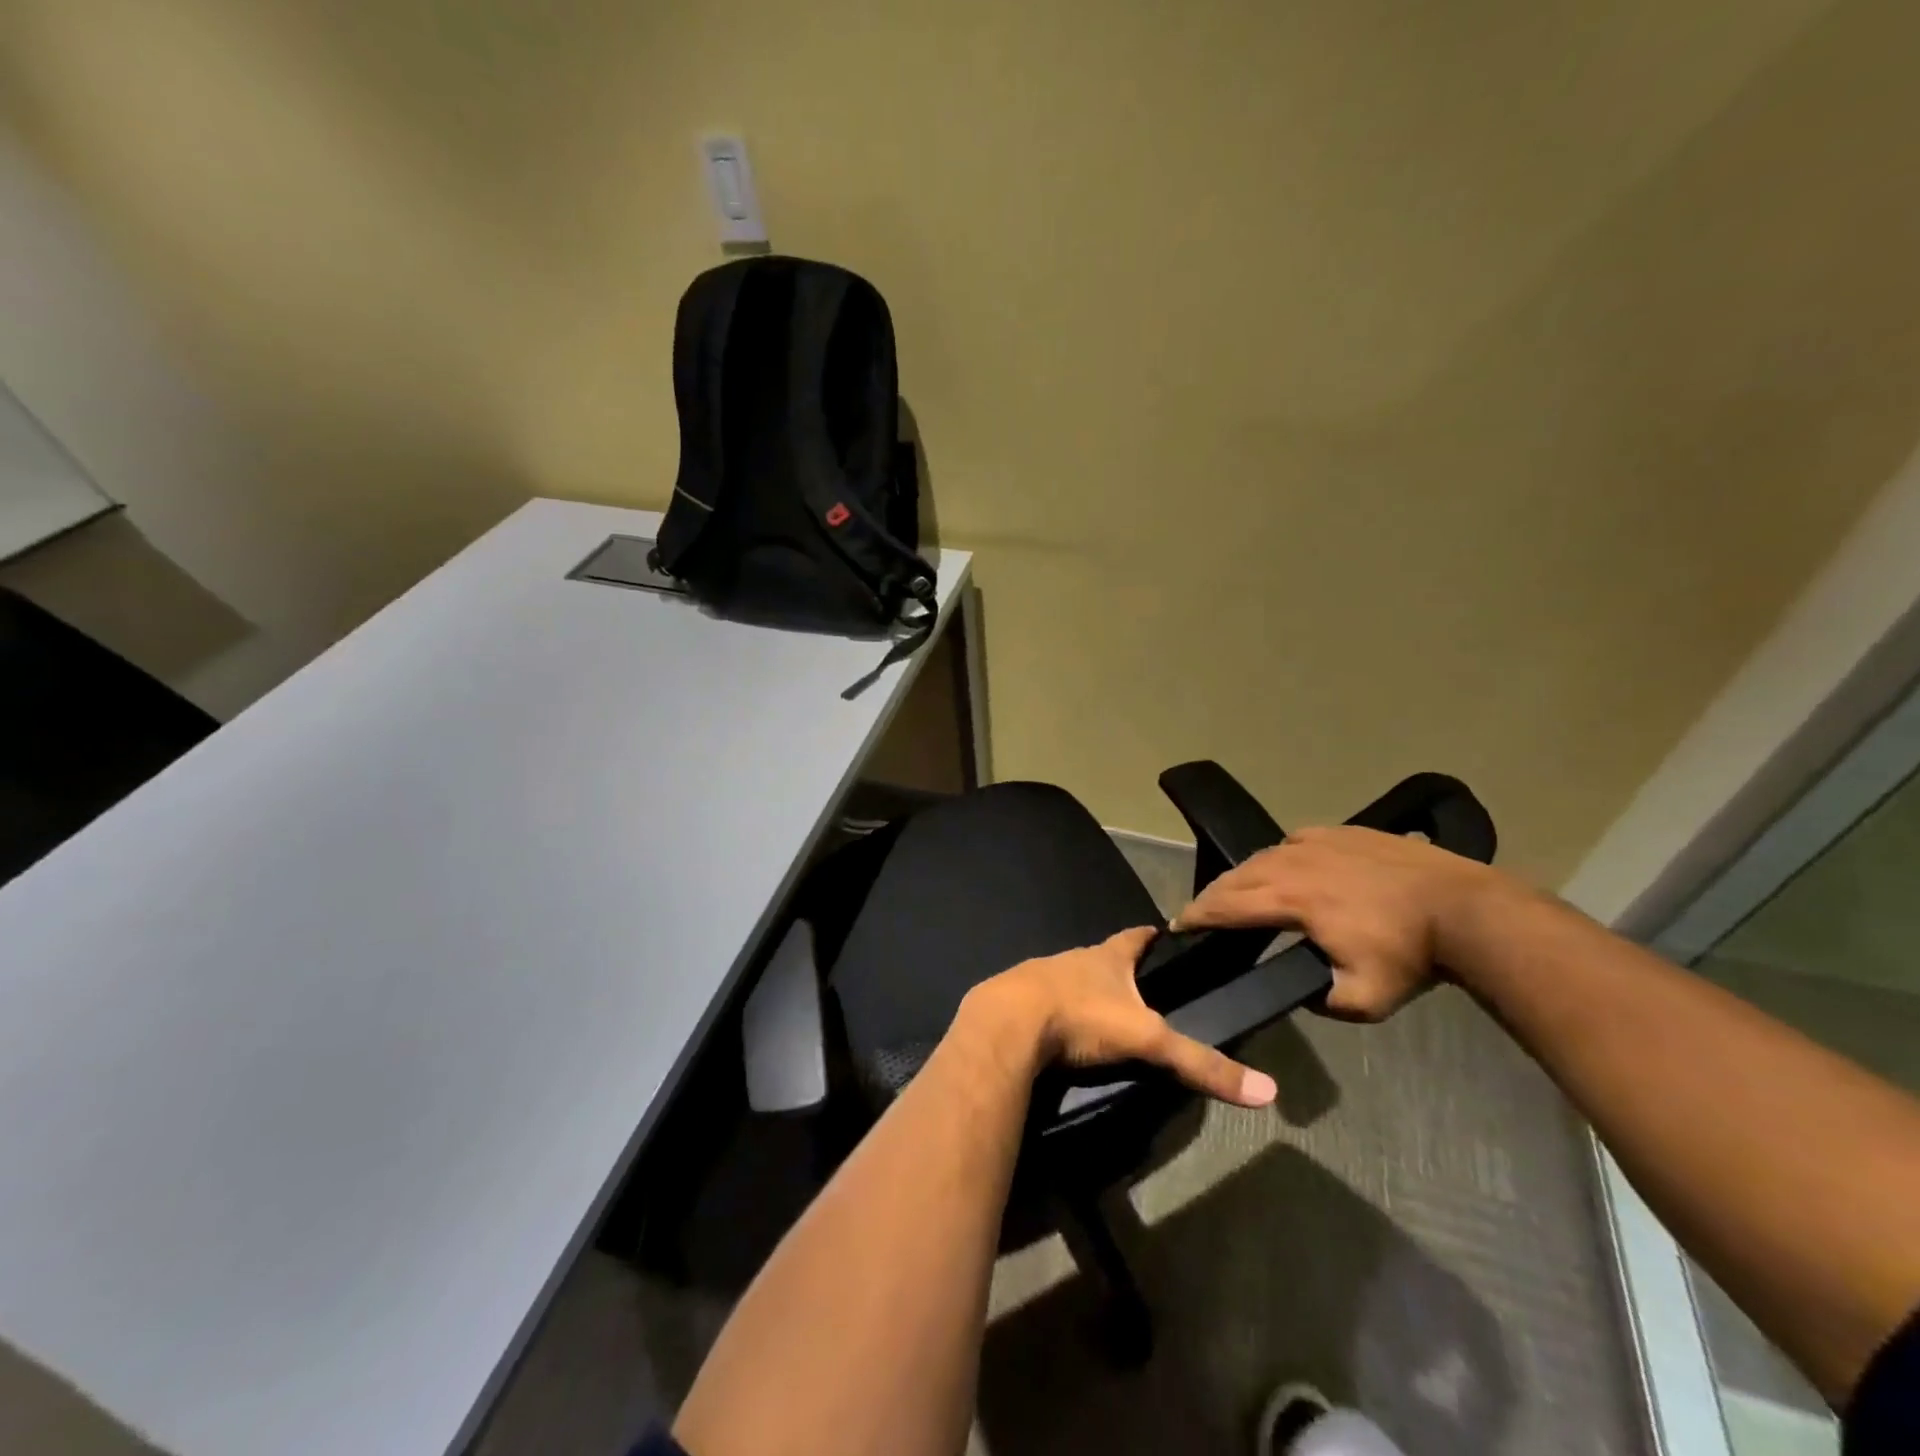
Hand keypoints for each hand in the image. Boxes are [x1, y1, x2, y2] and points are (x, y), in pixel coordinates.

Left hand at [967, 928, 1276, 1107]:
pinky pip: (1041, 1000)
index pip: (1135, 937)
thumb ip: (1199, 1062)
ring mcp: (1040, 975)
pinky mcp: (1015, 999)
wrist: (1007, 1023)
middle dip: (1117, 967)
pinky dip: (1054, 1010)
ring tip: (1099, 1009)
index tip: (1162, 932)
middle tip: (1136, 984)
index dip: (1150, 936)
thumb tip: (1267, 1089)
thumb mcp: (1146, 1039)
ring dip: (1084, 989)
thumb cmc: (1080, 1016)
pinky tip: (1057, 1030)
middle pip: (1101, 957)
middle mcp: (1073, 958)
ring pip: (1069, 977)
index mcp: (1106, 957)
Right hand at [1169, 825, 1509, 1020]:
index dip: (1197, 915)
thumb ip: (1316, 999)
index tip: (1178, 925)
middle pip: (1237, 876)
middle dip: (1212, 895)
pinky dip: (1277, 857)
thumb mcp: (1361, 1000)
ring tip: (1236, 893)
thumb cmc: (1411, 956)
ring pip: (1263, 856)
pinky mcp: (1340, 832)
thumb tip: (1296, 988)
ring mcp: (1317, 841)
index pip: (1227, 905)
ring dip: (1242, 876)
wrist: (1466, 910)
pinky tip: (1284, 868)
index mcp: (1291, 900)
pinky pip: (1293, 842)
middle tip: (1199, 912)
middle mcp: (1293, 862)